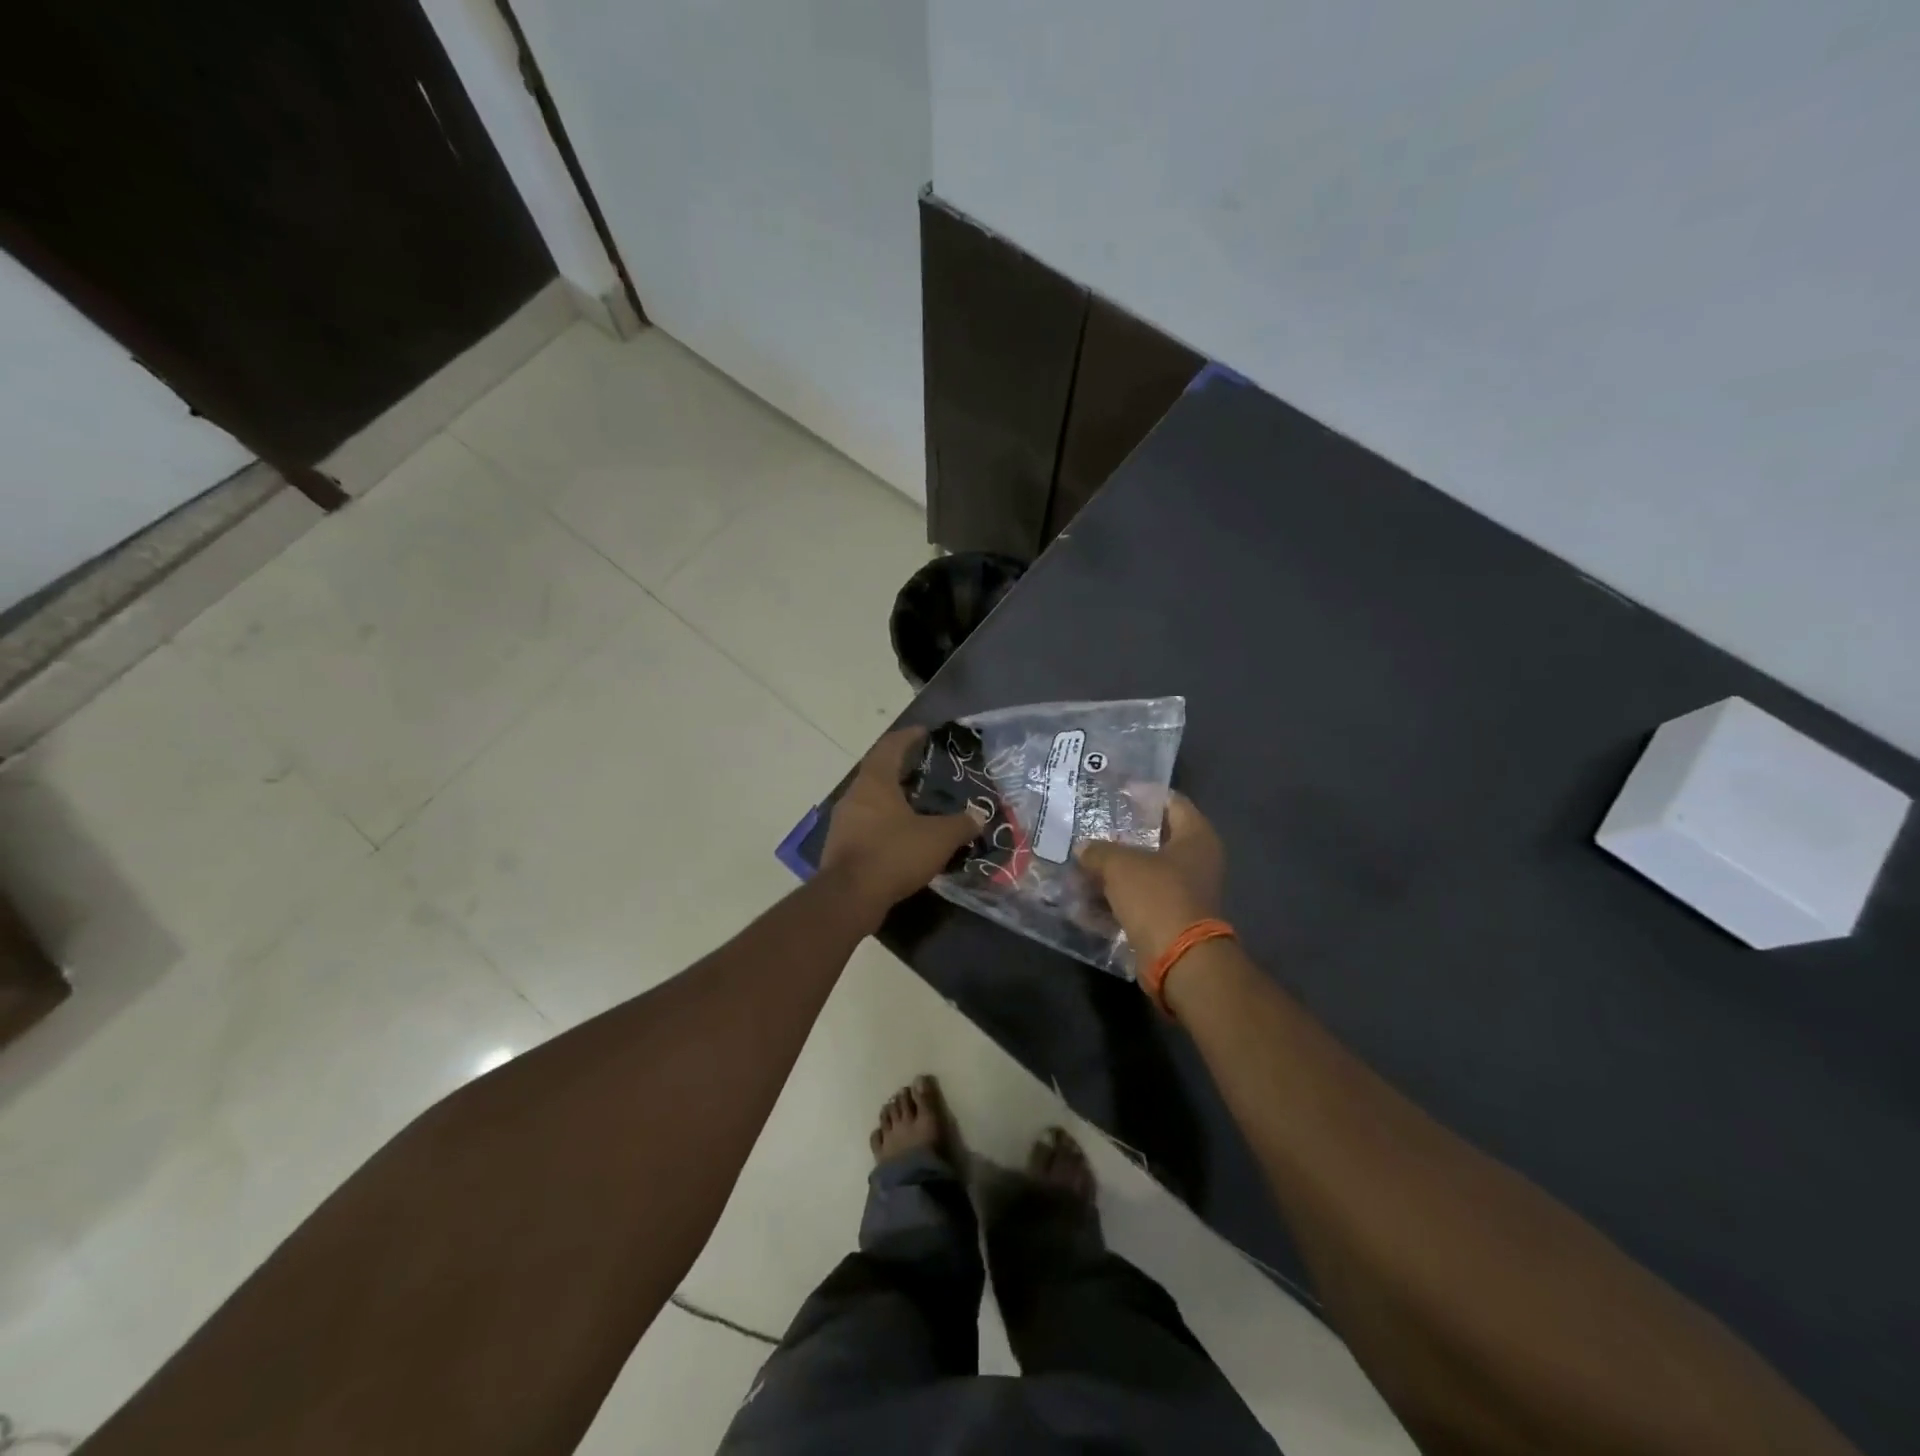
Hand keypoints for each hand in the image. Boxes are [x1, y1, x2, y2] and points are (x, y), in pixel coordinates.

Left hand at [820, 728, 986, 910]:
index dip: (908, 737)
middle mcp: (855, 795)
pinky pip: (866, 824)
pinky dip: (884, 822)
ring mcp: (844, 821)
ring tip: (918, 804)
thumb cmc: (893, 854)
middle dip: (901, 769)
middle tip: (926, 771)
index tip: (923, 733)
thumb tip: (980, 816)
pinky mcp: (841, 845)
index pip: (890, 746)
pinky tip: (902, 835)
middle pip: (878, 772)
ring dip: (892, 798)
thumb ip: (961, 824)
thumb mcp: (938, 838)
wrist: (849, 897)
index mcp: (875, 782)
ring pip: (871, 800)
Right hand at [1077, 792, 1224, 964]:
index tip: (1115, 791)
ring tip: (1079, 862)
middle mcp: (1195, 861)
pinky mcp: (1169, 918)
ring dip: (1112, 870)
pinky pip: (1137, 900)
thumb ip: (1099, 850)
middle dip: (1120, 835)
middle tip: (1090, 826)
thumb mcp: (1120, 865)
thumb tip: (1084, 849)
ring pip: (1142, 872)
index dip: (1143, 794)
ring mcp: (1183, 892)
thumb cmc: (1157, 897)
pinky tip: (1083, 898)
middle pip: (1154, 838)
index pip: (1172, 802)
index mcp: (1196, 837)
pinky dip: (1114, 899)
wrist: (1178, 959)